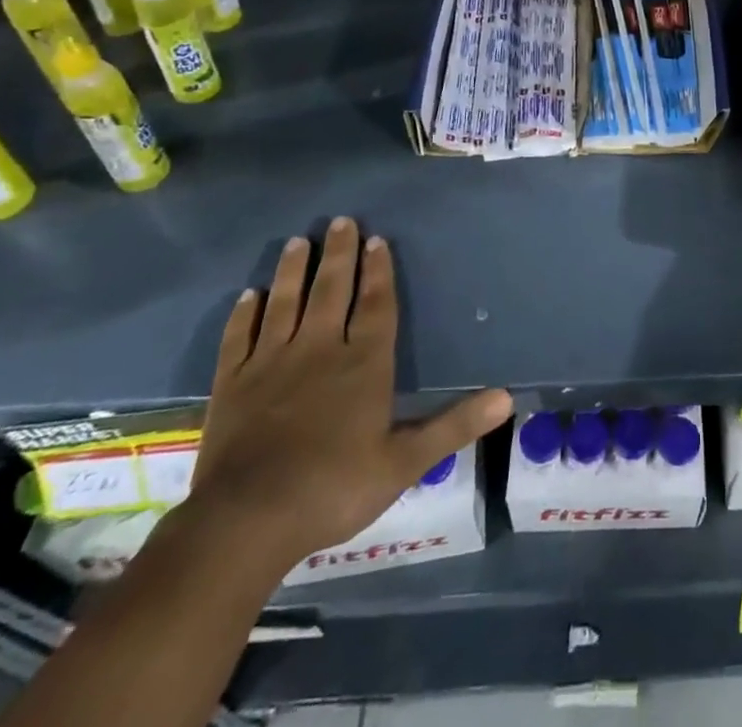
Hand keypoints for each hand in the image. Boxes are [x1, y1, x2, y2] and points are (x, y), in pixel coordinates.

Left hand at [188, 217, 511, 570]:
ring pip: (286, 303)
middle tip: (340, 221)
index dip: (378, 270)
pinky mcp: (234, 383)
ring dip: (293, 270)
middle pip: (331, 290)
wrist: (246, 521)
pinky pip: (240, 337)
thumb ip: (454, 425)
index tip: (377, 240)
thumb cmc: (334, 488)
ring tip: (298, 241)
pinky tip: (249, 295)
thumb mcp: (405, 463)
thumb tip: (508, 398)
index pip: (375, 304)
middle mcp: (320, 349)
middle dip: (338, 254)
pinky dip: (245, 314)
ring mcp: (272, 363)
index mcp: (363, 363)